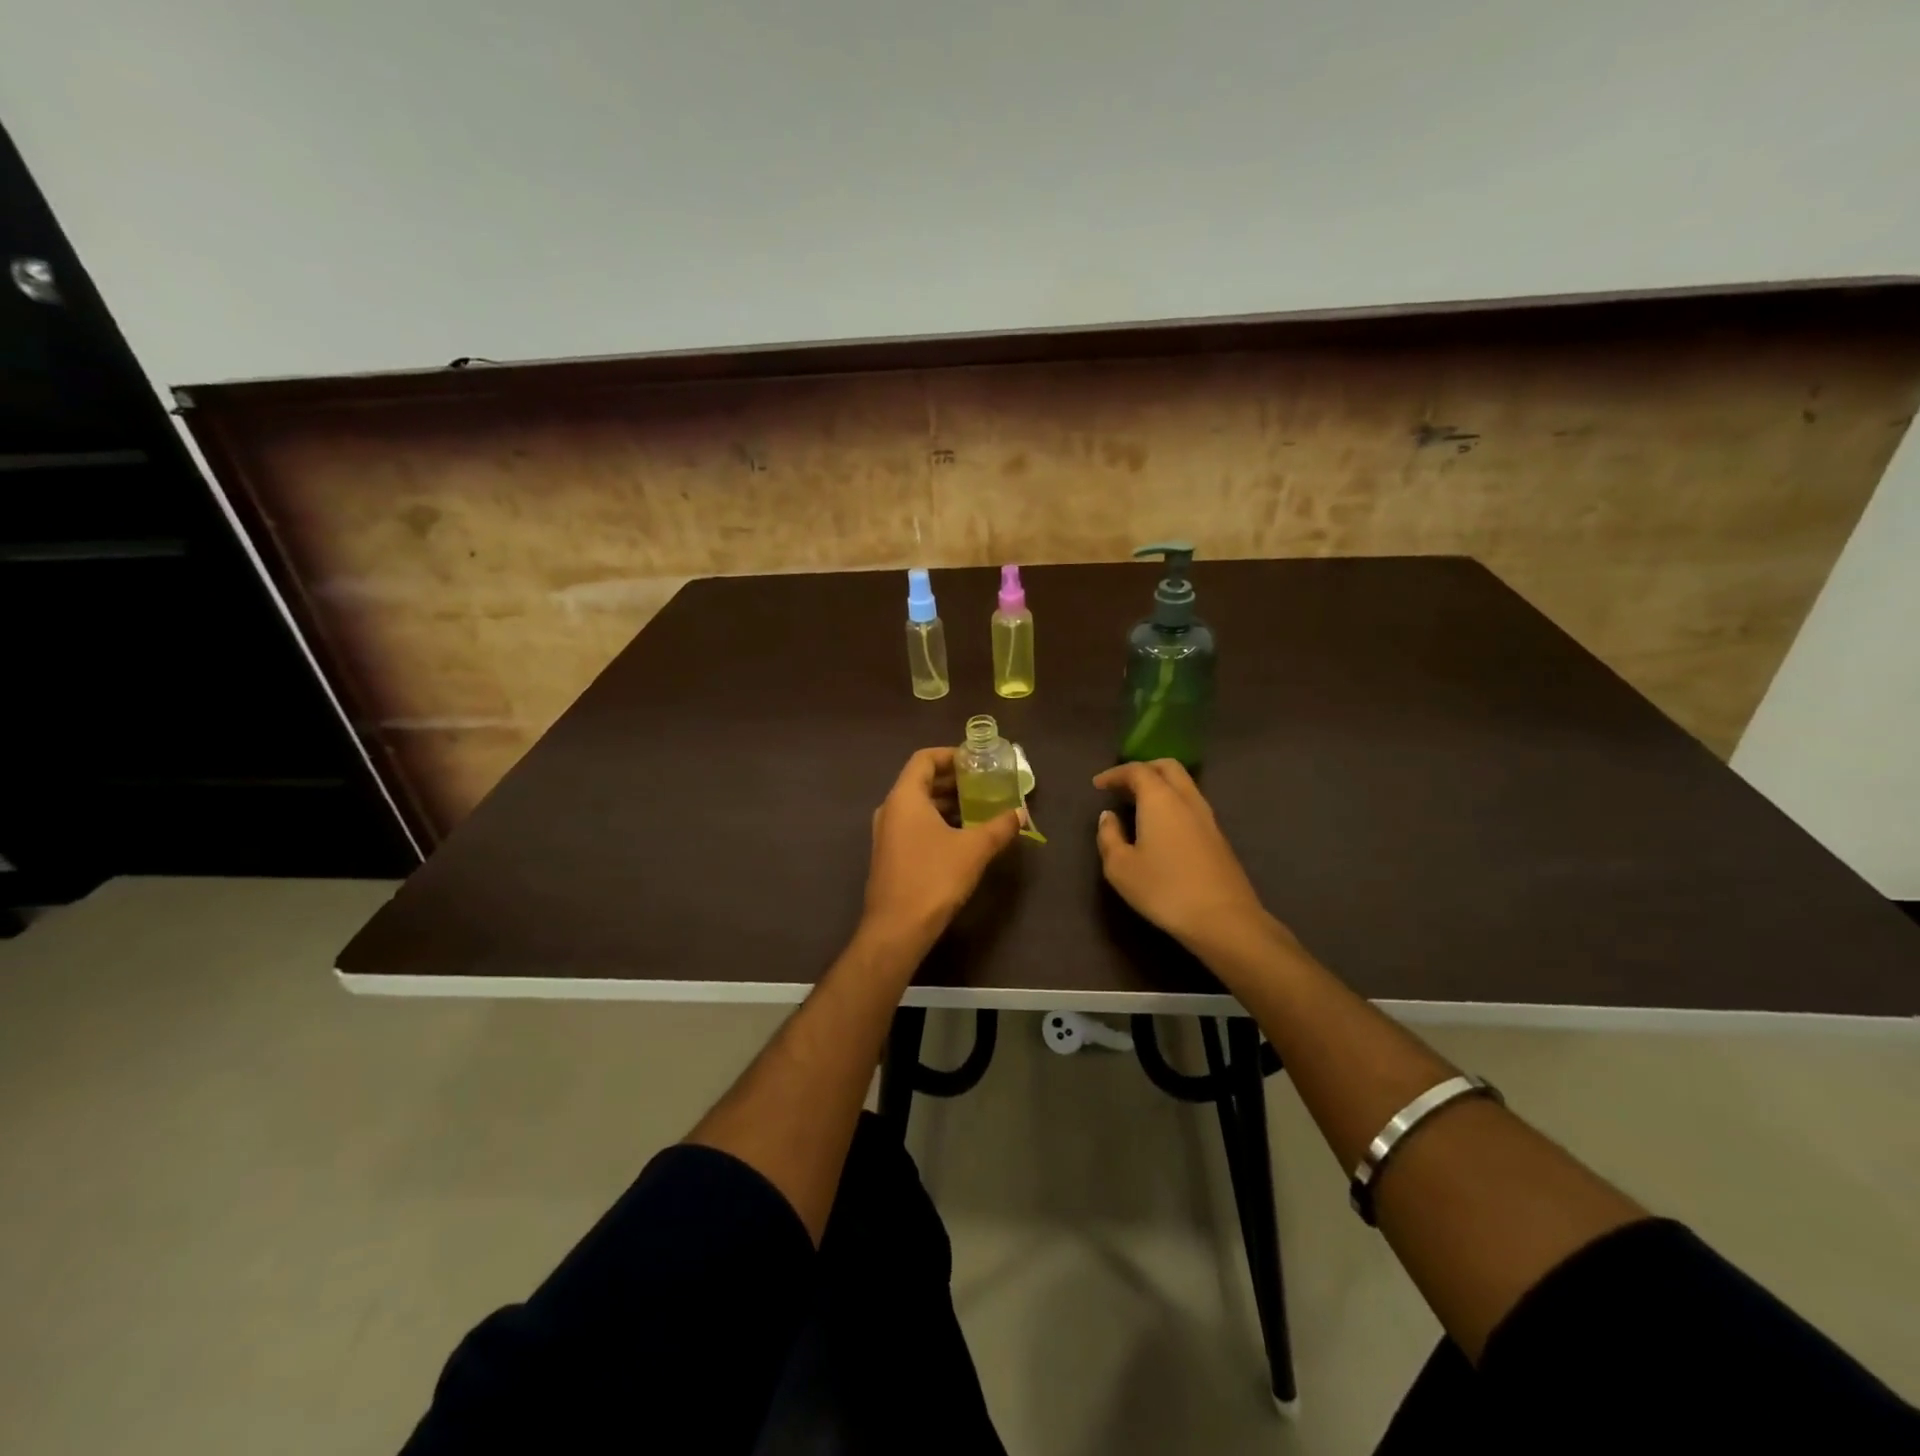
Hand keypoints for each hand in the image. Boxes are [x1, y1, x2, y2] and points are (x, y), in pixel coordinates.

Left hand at [863, 748, 1020, 951]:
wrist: (897, 929)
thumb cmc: (934, 878)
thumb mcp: (974, 849)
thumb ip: (999, 827)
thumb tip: (1021, 814)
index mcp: (905, 797)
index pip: (924, 759)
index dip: (950, 755)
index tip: (976, 761)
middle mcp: (891, 809)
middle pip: (921, 781)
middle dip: (953, 780)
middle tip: (984, 783)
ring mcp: (887, 834)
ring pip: (918, 806)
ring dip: (947, 803)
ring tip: (979, 808)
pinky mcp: (890, 855)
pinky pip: (914, 825)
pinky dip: (937, 822)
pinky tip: (962, 836)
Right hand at [1092, 759, 1287, 953]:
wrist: (1223, 919)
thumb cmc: (1164, 890)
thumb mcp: (1120, 867)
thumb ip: (1109, 836)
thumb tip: (1108, 816)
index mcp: (1160, 799)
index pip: (1137, 771)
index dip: (1115, 773)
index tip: (1098, 785)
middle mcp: (1186, 799)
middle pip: (1167, 767)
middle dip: (1143, 770)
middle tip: (1122, 786)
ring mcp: (1207, 817)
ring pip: (1184, 785)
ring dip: (1160, 786)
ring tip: (1138, 805)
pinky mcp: (1218, 837)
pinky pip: (1191, 805)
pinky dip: (1173, 803)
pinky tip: (1161, 827)